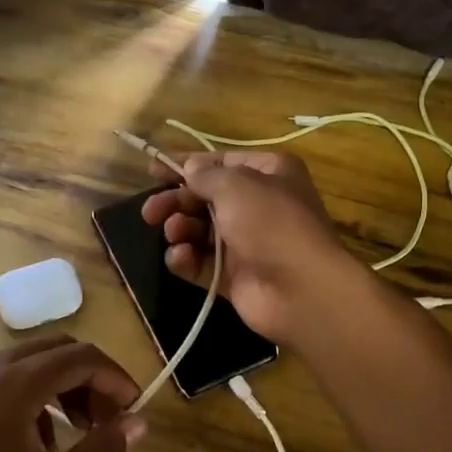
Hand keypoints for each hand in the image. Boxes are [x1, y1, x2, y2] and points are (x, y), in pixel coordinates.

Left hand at [0, 336, 143, 451]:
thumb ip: (105, 449)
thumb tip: (138, 422)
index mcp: (15, 384)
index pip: (81, 357)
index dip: (115, 378)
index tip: (133, 408)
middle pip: (56, 350)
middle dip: (89, 379)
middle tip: (107, 419)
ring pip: (28, 361)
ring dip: (61, 386)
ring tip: (76, 432)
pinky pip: (1, 377)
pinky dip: (30, 393)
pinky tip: (35, 440)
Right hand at [140, 149, 361, 343]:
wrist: (301, 289)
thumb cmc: (271, 223)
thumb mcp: (236, 186)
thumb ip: (205, 175)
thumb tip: (189, 168)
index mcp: (268, 173)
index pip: (220, 162)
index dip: (186, 164)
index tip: (152, 170)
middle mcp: (259, 205)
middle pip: (206, 198)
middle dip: (177, 201)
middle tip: (150, 211)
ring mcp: (247, 243)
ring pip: (201, 231)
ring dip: (180, 228)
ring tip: (173, 232)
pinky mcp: (234, 277)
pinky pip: (202, 263)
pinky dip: (187, 259)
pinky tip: (180, 257)